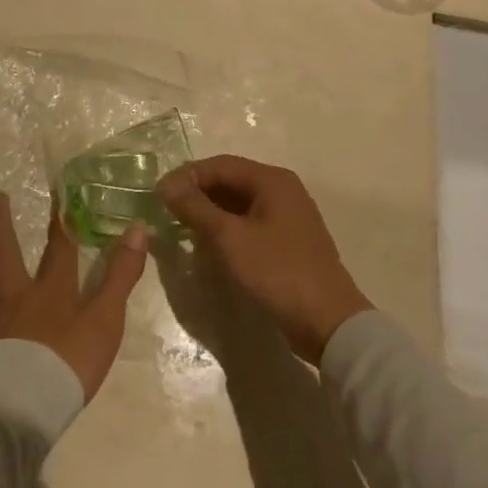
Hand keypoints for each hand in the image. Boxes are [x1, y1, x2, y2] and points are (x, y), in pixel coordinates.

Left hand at [0, 192, 148, 401]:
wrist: (24, 407)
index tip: (59, 193)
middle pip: (4, 252)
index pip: (59, 248)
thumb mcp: (106, 319)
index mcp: (50, 291)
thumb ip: (121, 275)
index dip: (61, 221)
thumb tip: (138, 228)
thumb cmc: (69, 365)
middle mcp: (13, 296)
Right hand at [159, 156, 371, 364]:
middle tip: (167, 210)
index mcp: (272, 181)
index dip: (187, 175)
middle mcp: (282, 191)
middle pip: (230, 181)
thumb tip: (166, 185)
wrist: (328, 323)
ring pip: (239, 203)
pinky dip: (227, 227)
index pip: (220, 165)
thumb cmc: (277, 272)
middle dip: (197, 192)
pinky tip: (209, 244)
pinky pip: (249, 222)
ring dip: (210, 211)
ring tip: (182, 226)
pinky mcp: (288, 242)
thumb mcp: (229, 238)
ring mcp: (288, 217)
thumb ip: (195, 208)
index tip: (159, 194)